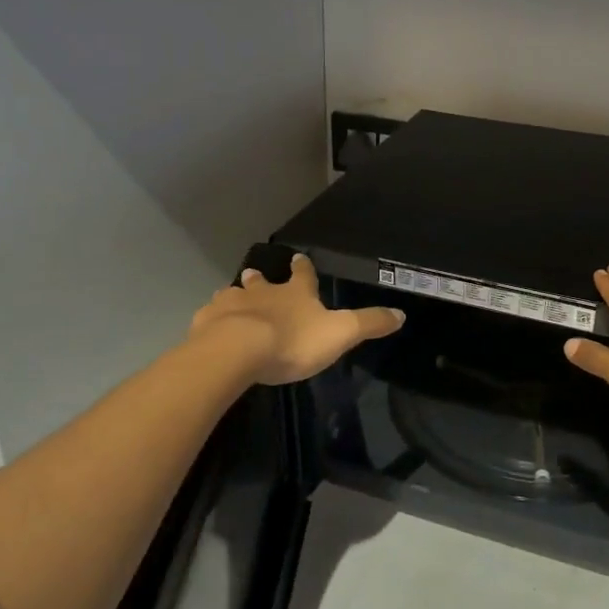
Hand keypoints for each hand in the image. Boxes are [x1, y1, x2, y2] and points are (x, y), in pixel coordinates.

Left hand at [190, 253, 403, 385]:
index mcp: (295, 293)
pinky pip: (209, 317)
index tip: (299, 257)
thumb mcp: (340, 333)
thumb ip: (369, 323)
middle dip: (261, 279)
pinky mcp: (207, 323)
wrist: (238, 351)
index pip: (303, 275)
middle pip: (261, 281)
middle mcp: (263, 292)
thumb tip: (401, 314)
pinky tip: (209, 326)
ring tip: (231, 298)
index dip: (303, 268)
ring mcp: (231, 305)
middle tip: (255, 273)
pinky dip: (212, 319)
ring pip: (233, 295)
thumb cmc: (293, 341)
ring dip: (235, 296)